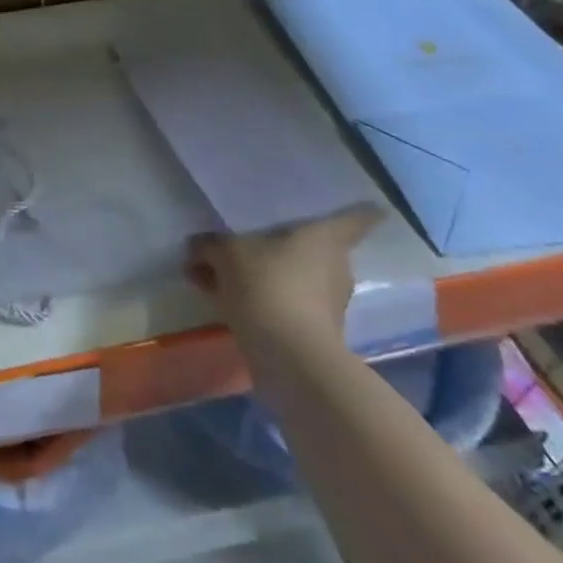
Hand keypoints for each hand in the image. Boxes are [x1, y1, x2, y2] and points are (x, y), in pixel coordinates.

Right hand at [186, 207, 379, 350]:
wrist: (290, 358)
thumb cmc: (268, 286)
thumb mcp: (226, 253)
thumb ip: (210, 244)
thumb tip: (198, 245)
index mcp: (325, 238)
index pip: (353, 219)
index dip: (358, 210)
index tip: (364, 204)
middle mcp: (334, 266)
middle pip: (310, 246)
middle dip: (280, 244)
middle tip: (245, 235)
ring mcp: (327, 301)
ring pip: (289, 275)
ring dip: (258, 272)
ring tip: (214, 270)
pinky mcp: (313, 330)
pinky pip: (280, 300)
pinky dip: (256, 297)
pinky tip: (218, 295)